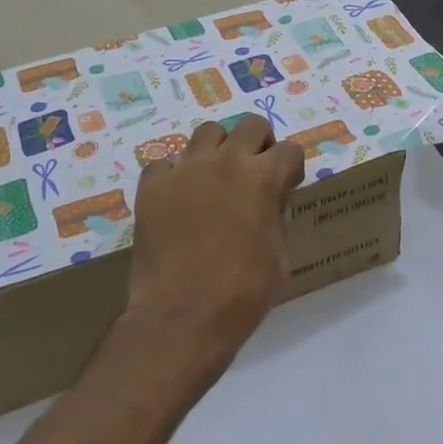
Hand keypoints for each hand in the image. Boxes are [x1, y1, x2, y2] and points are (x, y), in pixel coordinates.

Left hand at [121, 115, 304, 390]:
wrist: (181, 318)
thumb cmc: (242, 294)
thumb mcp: (279, 257)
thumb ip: (276, 218)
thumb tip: (270, 204)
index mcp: (264, 179)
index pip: (290, 150)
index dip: (290, 169)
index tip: (285, 187)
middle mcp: (226, 162)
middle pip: (251, 125)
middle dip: (258, 145)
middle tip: (253, 174)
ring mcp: (185, 170)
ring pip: (207, 133)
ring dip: (217, 150)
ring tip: (214, 179)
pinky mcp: (152, 186)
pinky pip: (165, 163)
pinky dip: (174, 175)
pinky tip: (177, 200)